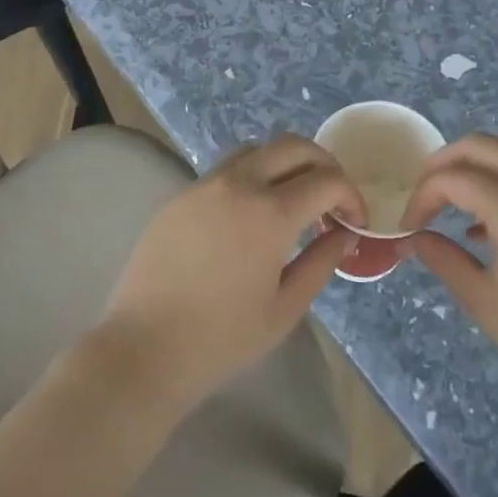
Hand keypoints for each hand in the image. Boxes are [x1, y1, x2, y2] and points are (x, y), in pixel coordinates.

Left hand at [95, 136, 363, 414]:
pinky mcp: (181, 194)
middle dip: (323, 164)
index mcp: (271, 213)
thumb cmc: (221, 339)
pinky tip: (249, 213)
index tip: (355, 221)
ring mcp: (206, 184)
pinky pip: (226, 169)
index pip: (327, 180)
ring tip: (292, 197)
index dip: (350, 196)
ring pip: (258, 149)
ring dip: (285, 163)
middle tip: (332, 197)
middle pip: (294, 146)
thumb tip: (345, 234)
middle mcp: (240, 183)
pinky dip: (252, 176)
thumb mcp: (284, 308)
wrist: (142, 350)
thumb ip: (321, 263)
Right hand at [400, 134, 497, 423]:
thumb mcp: (486, 303)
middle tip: (423, 195)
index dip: (423, 196)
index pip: (454, 177)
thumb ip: (444, 261)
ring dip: (475, 169)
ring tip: (452, 208)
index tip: (409, 227)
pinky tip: (488, 226)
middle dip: (445, 162)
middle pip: (481, 145)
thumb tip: (413, 239)